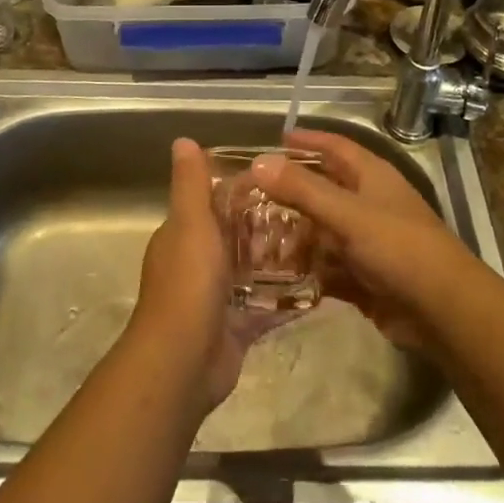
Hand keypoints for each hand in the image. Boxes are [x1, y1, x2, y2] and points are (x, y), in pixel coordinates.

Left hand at [130, 138, 292, 411]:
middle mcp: (199, 262)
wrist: (182, 363)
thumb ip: (191, 184)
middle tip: (312, 211)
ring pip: (253, 270)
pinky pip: (266, 307)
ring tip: (321, 243)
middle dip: (269, 224)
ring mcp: (218, 297)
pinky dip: (286, 298)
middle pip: (238, 236)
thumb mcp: (190, 223)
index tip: (283, 177)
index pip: (216, 202)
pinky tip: (318, 287)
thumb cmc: (188, 283)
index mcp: (185, 234)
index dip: (245, 189)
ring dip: (280, 260)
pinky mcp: (237, 327)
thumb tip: (183, 140)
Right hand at [251, 129, 476, 348]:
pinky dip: (306, 270)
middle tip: (251, 196)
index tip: (276, 139)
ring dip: (294, 236)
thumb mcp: (348, 214)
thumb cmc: (398, 247)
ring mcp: (366, 243)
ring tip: (255, 241)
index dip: (308, 141)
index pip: (335, 147)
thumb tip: (258, 161)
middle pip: (324, 190)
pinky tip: (277, 276)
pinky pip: (327, 268)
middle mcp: (368, 204)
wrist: (443, 311)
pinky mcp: (363, 278)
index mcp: (372, 177)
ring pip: (322, 232)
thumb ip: (302, 189)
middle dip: (291, 193)